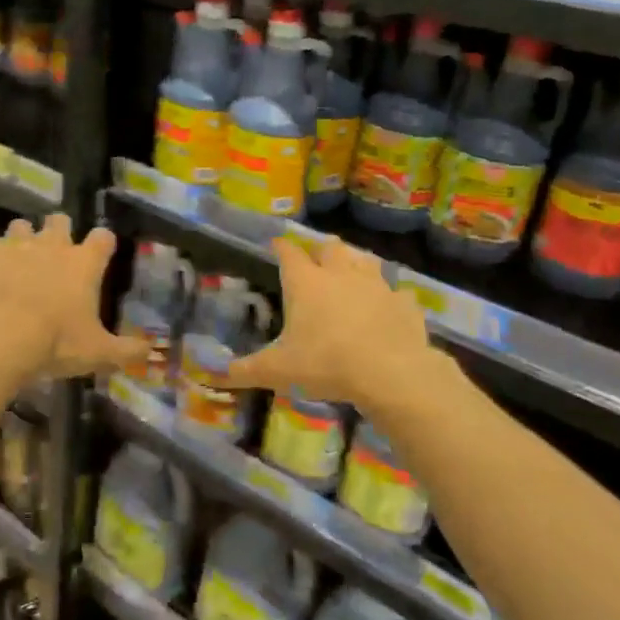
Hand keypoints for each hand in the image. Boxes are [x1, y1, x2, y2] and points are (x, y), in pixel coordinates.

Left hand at [0, 215, 148, 381]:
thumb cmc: (55, 342)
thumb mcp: (98, 353)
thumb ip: (127, 351)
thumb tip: (150, 353)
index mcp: (83, 263)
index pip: (103, 238)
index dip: (102, 243)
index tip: (100, 252)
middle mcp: (52, 245)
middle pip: (59, 220)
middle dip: (58, 231)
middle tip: (53, 252)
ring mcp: (15, 245)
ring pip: (20, 226)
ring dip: (20, 239)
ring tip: (15, 260)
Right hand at [216, 235, 432, 404]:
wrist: (391, 373)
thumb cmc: (326, 364)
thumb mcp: (278, 371)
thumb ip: (246, 370)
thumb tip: (215, 375)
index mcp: (306, 283)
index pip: (288, 252)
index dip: (280, 247)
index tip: (275, 245)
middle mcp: (340, 274)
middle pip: (329, 248)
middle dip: (320, 252)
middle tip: (315, 264)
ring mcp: (376, 285)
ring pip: (365, 261)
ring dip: (355, 264)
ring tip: (350, 277)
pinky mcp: (404, 303)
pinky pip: (396, 293)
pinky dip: (389, 298)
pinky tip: (386, 309)